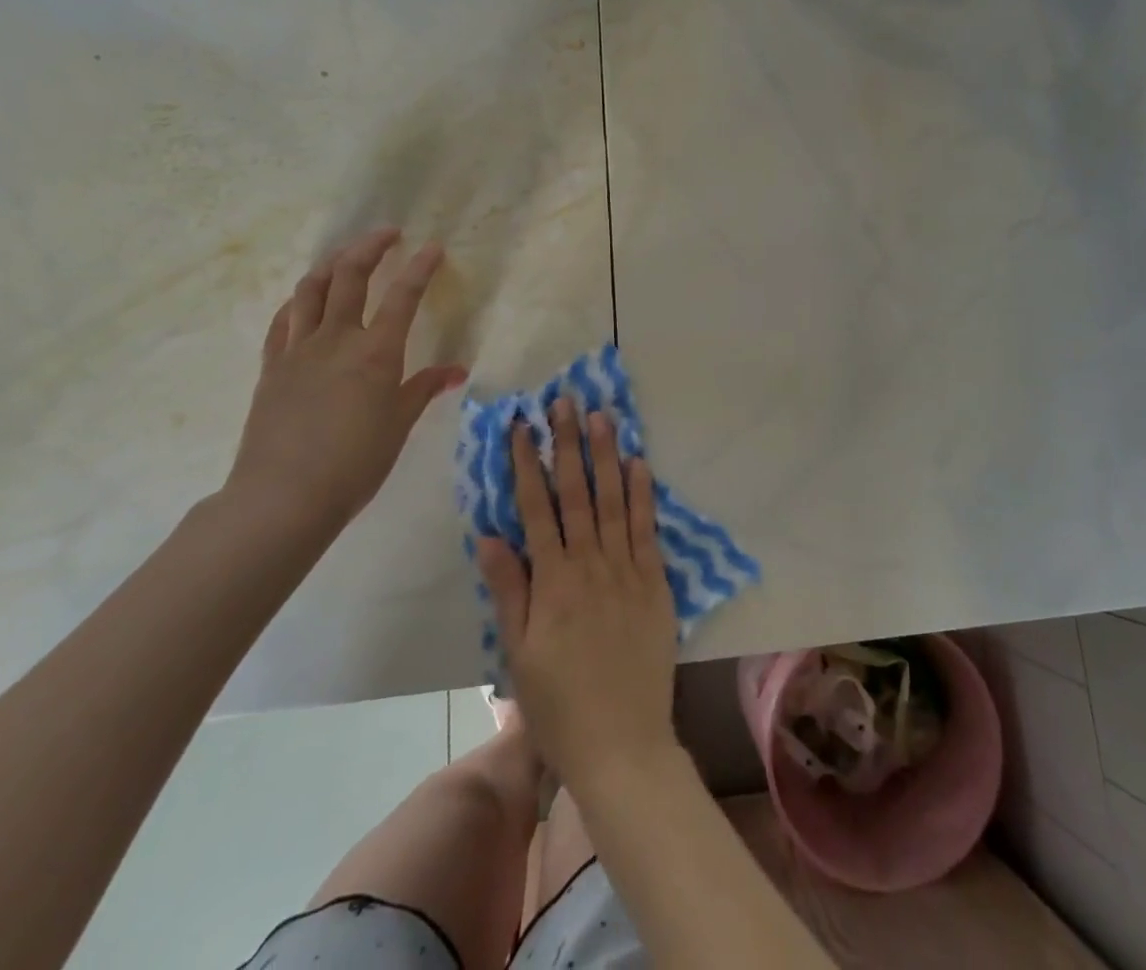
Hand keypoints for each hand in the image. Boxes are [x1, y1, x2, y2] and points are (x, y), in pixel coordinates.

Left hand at [225, 227, 466, 526]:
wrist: (283, 497)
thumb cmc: (354, 464)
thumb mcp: (398, 425)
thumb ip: (424, 389)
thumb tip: (455, 370)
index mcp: (375, 353)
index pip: (403, 297)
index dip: (420, 268)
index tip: (432, 247)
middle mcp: (336, 339)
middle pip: (350, 276)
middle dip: (370, 247)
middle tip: (388, 233)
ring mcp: (298, 350)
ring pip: (311, 289)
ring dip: (332, 264)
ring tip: (347, 256)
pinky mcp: (272, 366)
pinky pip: (283, 321)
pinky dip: (298, 301)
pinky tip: (305, 301)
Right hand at [477, 401, 680, 791]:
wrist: (622, 744)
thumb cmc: (559, 704)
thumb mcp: (518, 653)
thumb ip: (509, 589)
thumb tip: (489, 534)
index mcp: (552, 581)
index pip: (535, 508)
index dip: (528, 463)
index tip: (522, 425)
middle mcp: (589, 564)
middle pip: (576, 492)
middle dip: (568, 443)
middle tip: (565, 401)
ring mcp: (627, 570)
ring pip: (615, 500)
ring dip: (607, 455)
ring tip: (602, 416)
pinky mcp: (656, 582)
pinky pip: (648, 529)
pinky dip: (644, 493)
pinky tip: (640, 463)